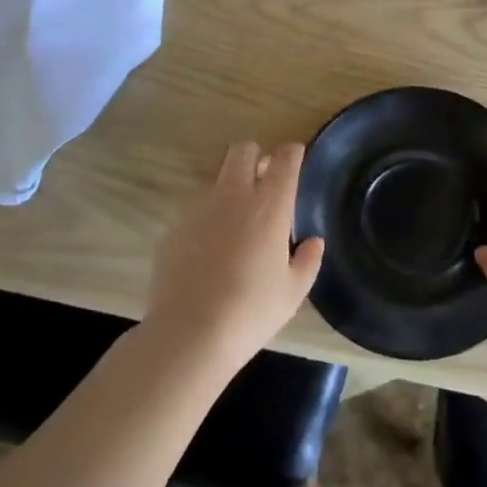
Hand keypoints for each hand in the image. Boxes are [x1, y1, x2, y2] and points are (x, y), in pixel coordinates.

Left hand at [147, 142, 323, 372]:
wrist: (188, 335)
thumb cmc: (251, 311)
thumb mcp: (293, 292)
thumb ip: (307, 261)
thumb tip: (313, 242)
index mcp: (269, 207)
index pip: (284, 159)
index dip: (292, 153)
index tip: (295, 158)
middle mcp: (233, 198)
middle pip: (242, 151)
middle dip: (255, 156)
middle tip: (263, 180)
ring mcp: (198, 211)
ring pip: (218, 183)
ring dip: (230, 193)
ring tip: (236, 230)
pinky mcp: (173, 231)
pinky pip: (196, 215)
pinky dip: (207, 225)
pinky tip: (208, 258)